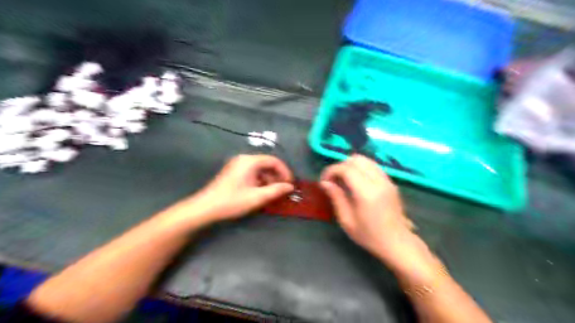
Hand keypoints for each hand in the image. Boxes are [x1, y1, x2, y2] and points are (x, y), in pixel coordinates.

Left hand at [190, 155, 293, 222]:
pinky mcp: (234, 172)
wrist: (205, 208)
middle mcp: (244, 159)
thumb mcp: (257, 197)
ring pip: (260, 169)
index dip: (285, 172)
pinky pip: (252, 172)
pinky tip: (261, 192)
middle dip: (277, 176)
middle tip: (283, 190)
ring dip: (269, 180)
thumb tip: (290, 187)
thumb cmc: (232, 201)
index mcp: (250, 161)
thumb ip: (276, 190)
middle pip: (267, 164)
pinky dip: (260, 181)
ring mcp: (237, 165)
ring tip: (273, 193)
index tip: (290, 184)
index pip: (274, 161)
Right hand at [320, 155, 418, 262]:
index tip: (324, 181)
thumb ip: (336, 198)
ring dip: (351, 165)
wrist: (397, 243)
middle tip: (333, 180)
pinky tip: (356, 181)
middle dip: (340, 166)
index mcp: (367, 192)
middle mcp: (379, 181)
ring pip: (366, 160)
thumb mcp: (347, 221)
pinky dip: (361, 168)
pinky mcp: (390, 182)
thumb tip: (324, 183)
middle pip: (356, 159)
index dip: (331, 170)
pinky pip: (373, 166)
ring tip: (344, 179)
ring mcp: (387, 180)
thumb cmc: (369, 236)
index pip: (346, 169)